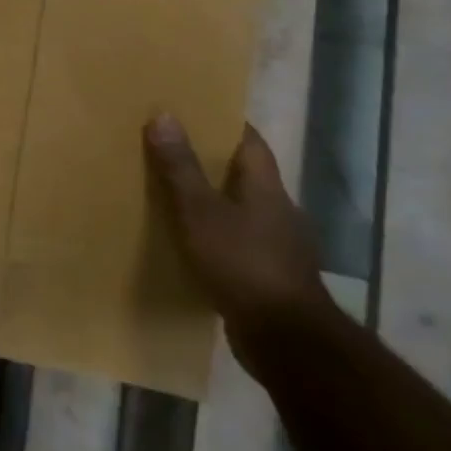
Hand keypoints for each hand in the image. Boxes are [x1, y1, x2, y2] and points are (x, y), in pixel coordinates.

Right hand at [144, 113, 330, 374]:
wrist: (286, 340)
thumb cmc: (242, 264)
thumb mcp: (200, 211)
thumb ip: (180, 167)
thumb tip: (165, 114)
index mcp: (267, 189)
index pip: (250, 142)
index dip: (224, 123)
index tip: (193, 110)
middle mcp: (279, 212)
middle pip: (244, 174)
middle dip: (210, 160)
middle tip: (168, 147)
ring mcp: (278, 246)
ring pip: (240, 209)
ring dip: (212, 199)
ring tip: (171, 193)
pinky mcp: (269, 276)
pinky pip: (238, 241)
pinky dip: (215, 233)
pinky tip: (190, 241)